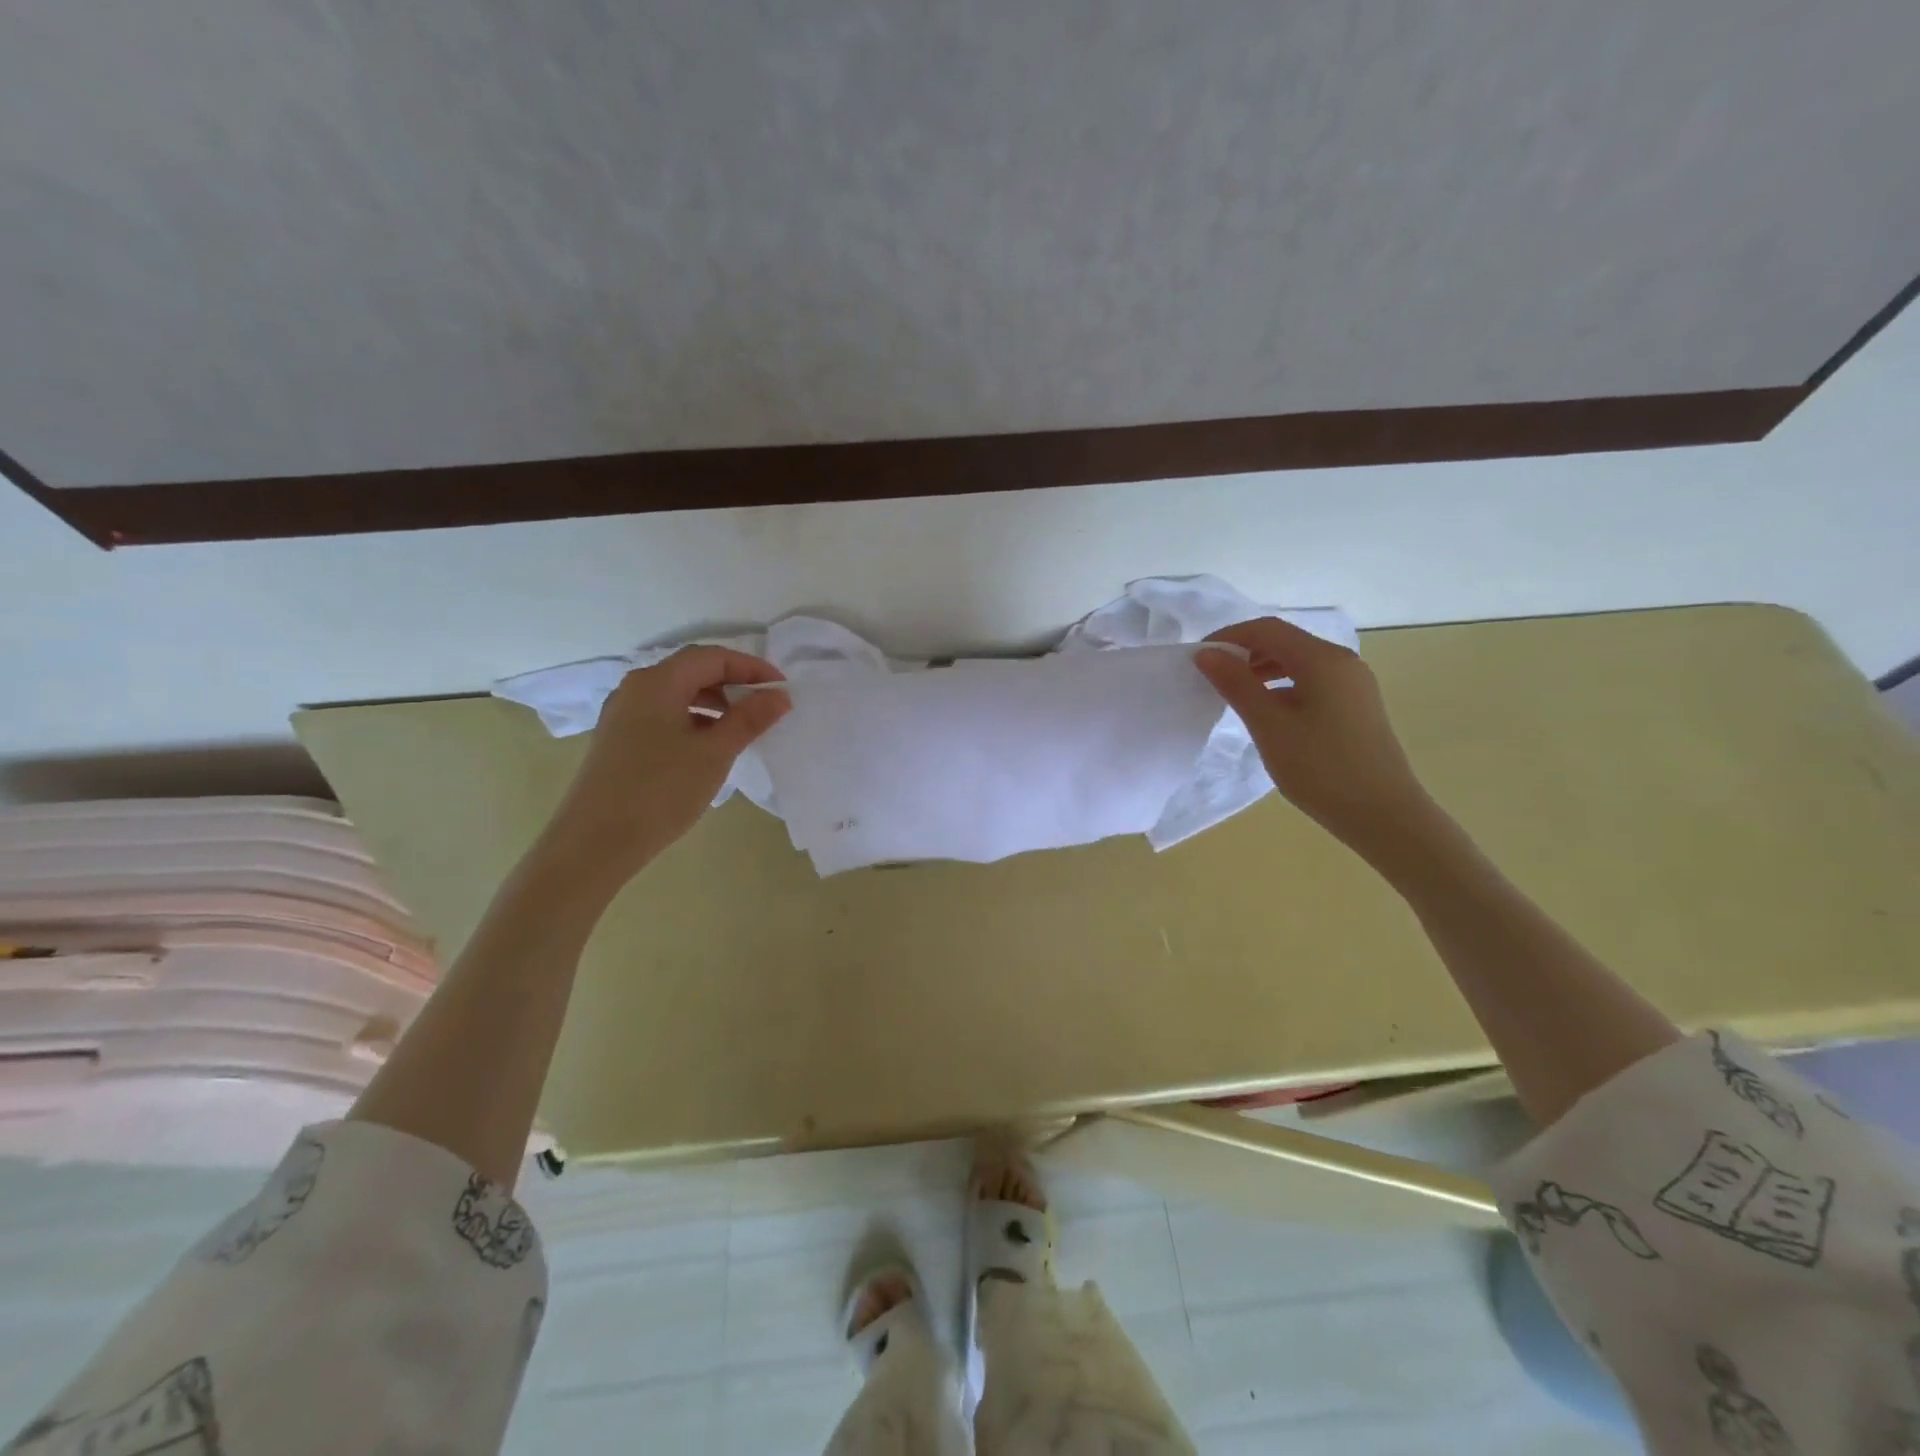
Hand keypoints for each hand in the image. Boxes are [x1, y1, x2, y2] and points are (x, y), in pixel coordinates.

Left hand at [543, 646, 789, 883]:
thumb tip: (780, 696)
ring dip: (714, 703)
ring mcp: (623, 714)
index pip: (712, 657)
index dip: (751, 668)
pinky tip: (709, 747)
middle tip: (765, 706)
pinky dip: (694, 720)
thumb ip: (749, 719)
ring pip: (678, 694)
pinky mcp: (620, 739)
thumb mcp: (714, 753)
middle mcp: (636, 688)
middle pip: (693, 671)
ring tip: (742, 729)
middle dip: (733, 683)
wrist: (595, 842)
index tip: (782, 689)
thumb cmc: (660, 791)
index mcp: (658, 682)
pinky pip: (664, 715)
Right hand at [1196, 618, 1432, 852]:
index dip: (1229, 637)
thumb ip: (1236, 685)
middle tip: (1212, 677)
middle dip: (1245, 652)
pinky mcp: (1357, 705)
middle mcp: (1342, 661)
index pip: (1268, 629)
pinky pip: (1312, 681)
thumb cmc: (1320, 768)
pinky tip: (1268, 712)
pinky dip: (1283, 686)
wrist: (1383, 814)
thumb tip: (1207, 654)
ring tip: (1235, 694)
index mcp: (1322, 659)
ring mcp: (1354, 683)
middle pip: (1285, 641)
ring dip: (1263, 669)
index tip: (1198, 659)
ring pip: (1299, 661)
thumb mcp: (1269, 725)